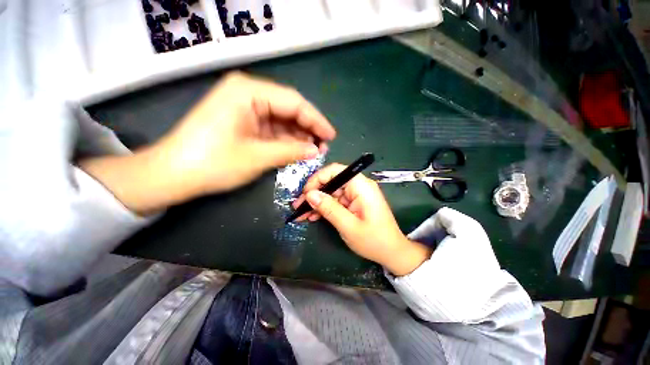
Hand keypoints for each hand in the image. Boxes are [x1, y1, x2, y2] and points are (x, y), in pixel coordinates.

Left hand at [155, 72, 335, 194]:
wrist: (172, 175)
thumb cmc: (212, 163)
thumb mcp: (257, 157)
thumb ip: (290, 151)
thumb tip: (315, 151)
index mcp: (248, 92)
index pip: (294, 102)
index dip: (316, 120)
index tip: (331, 136)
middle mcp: (248, 94)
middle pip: (288, 109)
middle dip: (308, 129)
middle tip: (323, 147)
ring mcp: (244, 108)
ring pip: (281, 120)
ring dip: (298, 136)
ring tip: (314, 151)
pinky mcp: (243, 122)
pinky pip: (271, 128)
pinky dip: (285, 140)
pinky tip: (297, 149)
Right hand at [293, 164, 431, 275]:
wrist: (392, 253)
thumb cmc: (374, 240)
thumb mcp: (348, 226)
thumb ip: (329, 208)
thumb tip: (310, 195)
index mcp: (361, 186)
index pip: (335, 171)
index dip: (318, 179)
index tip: (305, 193)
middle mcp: (359, 186)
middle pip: (332, 181)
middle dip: (314, 193)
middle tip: (298, 206)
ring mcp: (356, 194)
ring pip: (331, 192)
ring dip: (317, 202)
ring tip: (302, 214)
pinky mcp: (354, 203)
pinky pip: (336, 201)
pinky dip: (325, 208)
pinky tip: (314, 216)